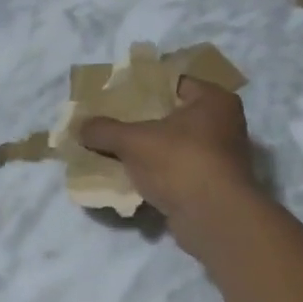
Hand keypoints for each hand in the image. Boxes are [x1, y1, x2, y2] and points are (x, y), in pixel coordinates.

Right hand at [79, 80, 259, 257]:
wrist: (214, 218)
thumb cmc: (180, 162)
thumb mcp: (133, 141)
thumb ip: (104, 130)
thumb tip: (80, 126)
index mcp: (213, 100)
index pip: (172, 83)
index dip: (141, 87)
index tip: (114, 95)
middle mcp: (222, 124)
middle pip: (171, 116)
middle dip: (139, 122)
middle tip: (108, 122)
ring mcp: (218, 158)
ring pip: (171, 146)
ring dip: (145, 151)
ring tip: (111, 150)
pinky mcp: (210, 186)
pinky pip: (174, 172)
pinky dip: (153, 174)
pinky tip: (127, 178)